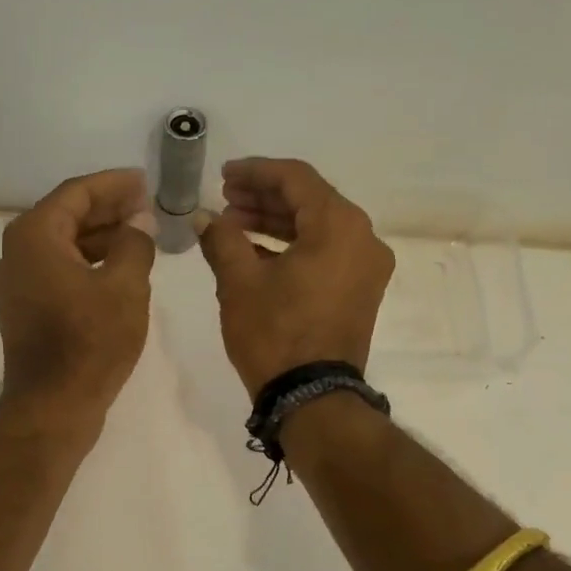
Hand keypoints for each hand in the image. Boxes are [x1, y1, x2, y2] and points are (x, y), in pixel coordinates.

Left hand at [0, 168, 156, 430]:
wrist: (53, 406)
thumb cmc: (90, 342)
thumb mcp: (125, 286)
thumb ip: (135, 243)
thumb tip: (139, 221)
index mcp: (34, 236)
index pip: (76, 193)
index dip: (113, 184)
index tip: (145, 180)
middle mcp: (16, 253)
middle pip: (66, 216)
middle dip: (108, 209)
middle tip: (146, 205)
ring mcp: (16, 283)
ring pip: (62, 245)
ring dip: (100, 237)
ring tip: (139, 235)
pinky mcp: (24, 309)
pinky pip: (57, 270)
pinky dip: (87, 263)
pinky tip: (118, 268)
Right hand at [197, 158, 394, 396]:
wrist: (312, 398)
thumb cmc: (275, 334)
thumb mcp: (239, 282)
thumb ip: (221, 239)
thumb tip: (204, 217)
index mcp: (339, 226)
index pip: (296, 178)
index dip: (255, 172)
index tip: (223, 175)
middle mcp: (363, 238)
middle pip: (310, 200)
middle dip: (264, 197)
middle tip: (225, 199)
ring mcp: (366, 267)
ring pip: (318, 227)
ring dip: (276, 222)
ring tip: (234, 224)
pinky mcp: (361, 290)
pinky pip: (326, 253)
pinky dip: (294, 246)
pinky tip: (256, 252)